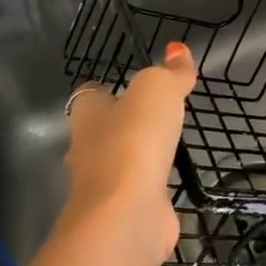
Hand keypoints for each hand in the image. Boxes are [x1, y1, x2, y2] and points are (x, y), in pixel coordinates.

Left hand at [58, 42, 195, 265]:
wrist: (126, 215)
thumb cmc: (134, 140)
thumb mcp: (157, 90)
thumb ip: (170, 72)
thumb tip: (178, 50)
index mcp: (88, 116)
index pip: (90, 96)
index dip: (107, 88)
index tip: (129, 84)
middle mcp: (87, 150)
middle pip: (102, 131)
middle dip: (123, 124)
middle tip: (156, 114)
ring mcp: (103, 187)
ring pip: (120, 163)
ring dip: (139, 156)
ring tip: (170, 145)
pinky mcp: (122, 213)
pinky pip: (139, 192)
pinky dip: (153, 187)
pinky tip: (173, 181)